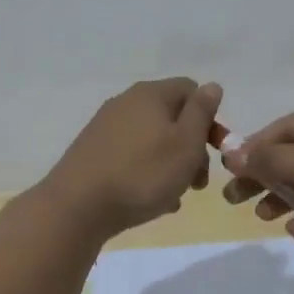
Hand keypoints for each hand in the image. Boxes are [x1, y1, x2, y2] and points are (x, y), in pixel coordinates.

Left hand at [40, 78, 222, 240]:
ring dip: (171, 165)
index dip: (210, 118)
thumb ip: (201, 112)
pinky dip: (147, 174)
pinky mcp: (93, 153)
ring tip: (175, 196)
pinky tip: (152, 201)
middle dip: (192, 147)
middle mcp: (126, 103)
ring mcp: (106, 128)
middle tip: (199, 182)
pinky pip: (132, 157)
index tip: (216, 150)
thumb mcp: (186, 143)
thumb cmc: (143, 173)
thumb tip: (211, 86)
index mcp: (151, 94)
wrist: (77, 207)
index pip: (191, 90)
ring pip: (152, 141)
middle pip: (172, 117)